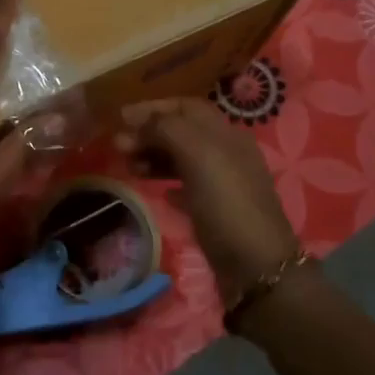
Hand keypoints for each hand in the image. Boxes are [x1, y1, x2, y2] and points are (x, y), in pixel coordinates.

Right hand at [114, 97, 299, 303]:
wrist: (257, 268)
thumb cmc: (227, 204)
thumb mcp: (198, 155)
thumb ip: (168, 129)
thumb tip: (139, 121)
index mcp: (226, 134)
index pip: (186, 107)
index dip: (153, 107)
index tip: (121, 118)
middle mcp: (228, 153)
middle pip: (183, 132)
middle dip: (149, 133)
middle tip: (117, 146)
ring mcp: (224, 184)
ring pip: (183, 159)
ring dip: (154, 157)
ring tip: (129, 167)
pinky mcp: (218, 212)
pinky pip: (188, 188)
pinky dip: (168, 183)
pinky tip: (157, 192)